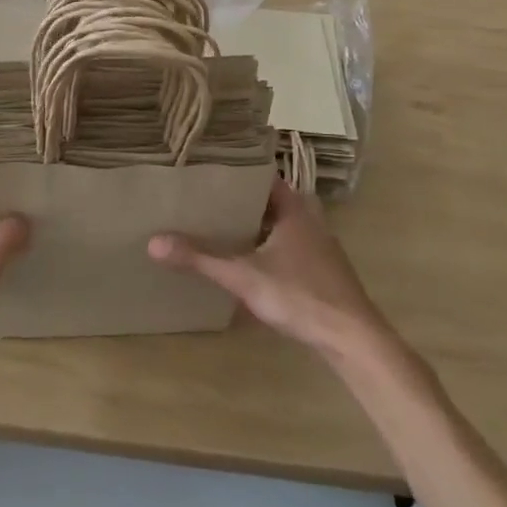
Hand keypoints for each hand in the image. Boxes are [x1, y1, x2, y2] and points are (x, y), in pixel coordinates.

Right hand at [149, 180, 395, 366]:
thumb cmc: (300, 296)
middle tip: (204, 194)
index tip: (206, 166)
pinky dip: (267, 244)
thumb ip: (200, 258)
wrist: (353, 340)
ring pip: (279, 223)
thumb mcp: (244, 276)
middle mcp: (308, 217)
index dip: (235, 169)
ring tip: (218, 222)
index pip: (261, 173)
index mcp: (293, 206)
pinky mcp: (322, 269)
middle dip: (239, 197)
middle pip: (268, 198)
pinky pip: (288, 244)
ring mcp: (319, 244)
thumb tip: (154, 242)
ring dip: (254, 222)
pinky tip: (247, 258)